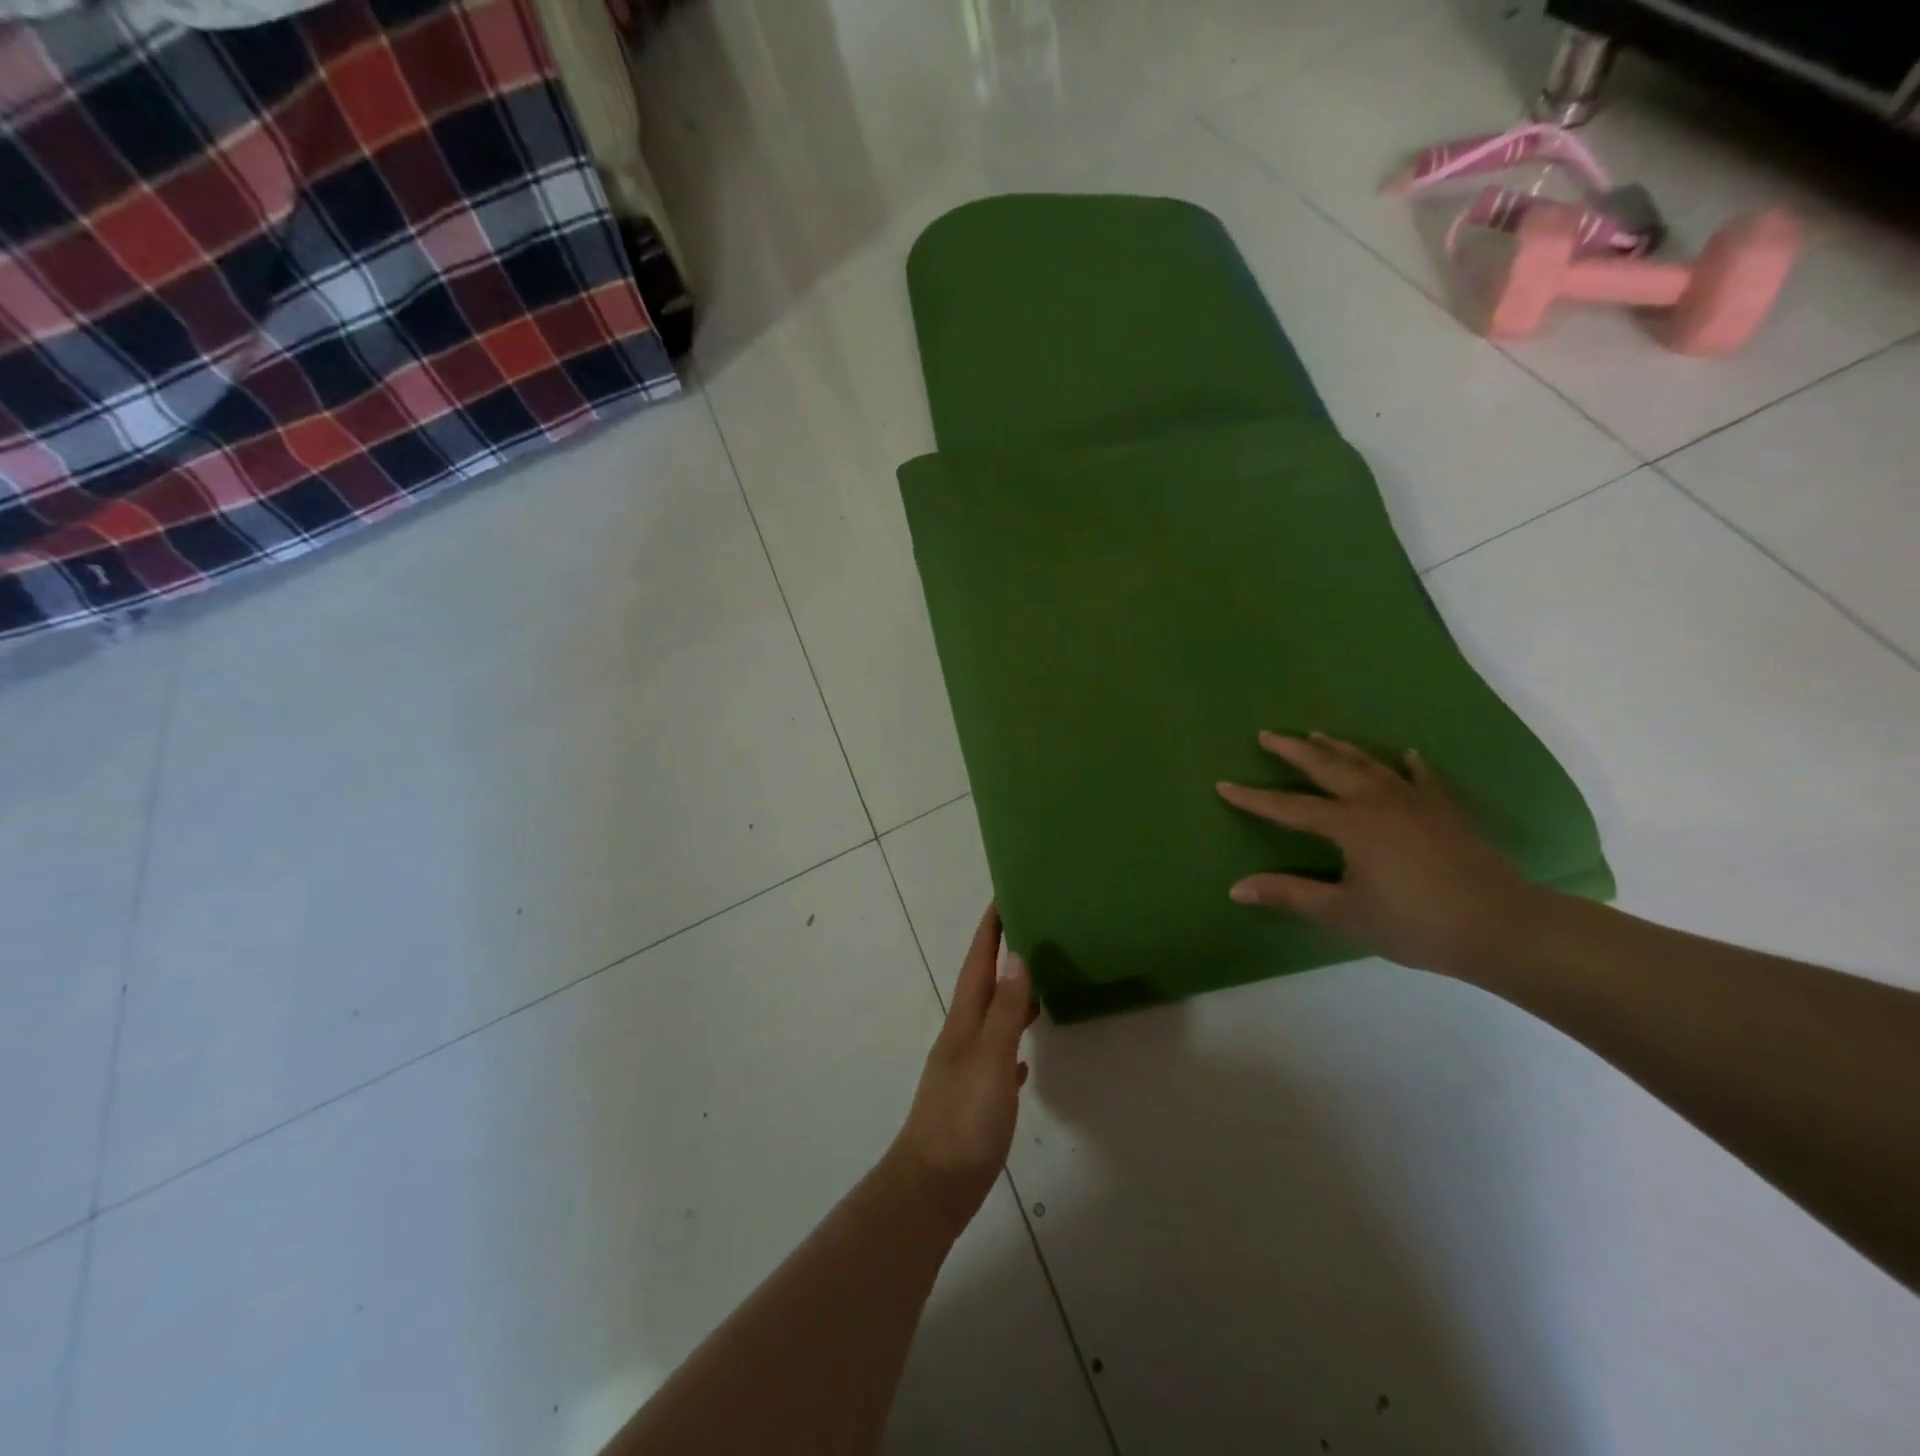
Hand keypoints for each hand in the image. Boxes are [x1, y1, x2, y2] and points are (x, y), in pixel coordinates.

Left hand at [888, 904, 1033, 1230]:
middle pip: (983, 986)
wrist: (932, 1187)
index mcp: (964, 1022)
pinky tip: (1025, 1058)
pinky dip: (1012, 1047)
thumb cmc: (963, 1120)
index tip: (1002, 897)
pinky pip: (998, 1059)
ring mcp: (967, 1069)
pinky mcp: (975, 1100)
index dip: (989, 931)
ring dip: (1010, 997)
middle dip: (1001, 956)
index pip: (977, 964)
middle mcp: (963, 1038)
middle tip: (1029, 931)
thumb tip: (1017, 956)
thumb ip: (1006, 1012)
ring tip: (1037, 982)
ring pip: (992, 1020)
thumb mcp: (990, 1060)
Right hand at [1217, 732, 1545, 977]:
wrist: (1502, 927)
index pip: (1289, 807)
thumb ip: (1290, 894)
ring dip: (1339, 748)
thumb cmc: (1415, 923)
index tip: (1223, 785)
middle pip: (1328, 767)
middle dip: (1294, 751)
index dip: (1254, 799)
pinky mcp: (1446, 810)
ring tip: (1317, 734)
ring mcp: (1416, 801)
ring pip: (1369, 764)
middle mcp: (1378, 801)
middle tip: (1268, 735)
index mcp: (1350, 824)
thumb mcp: (1344, 913)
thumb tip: (1236, 888)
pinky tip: (1406, 754)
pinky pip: (1422, 777)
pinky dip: (1408, 764)